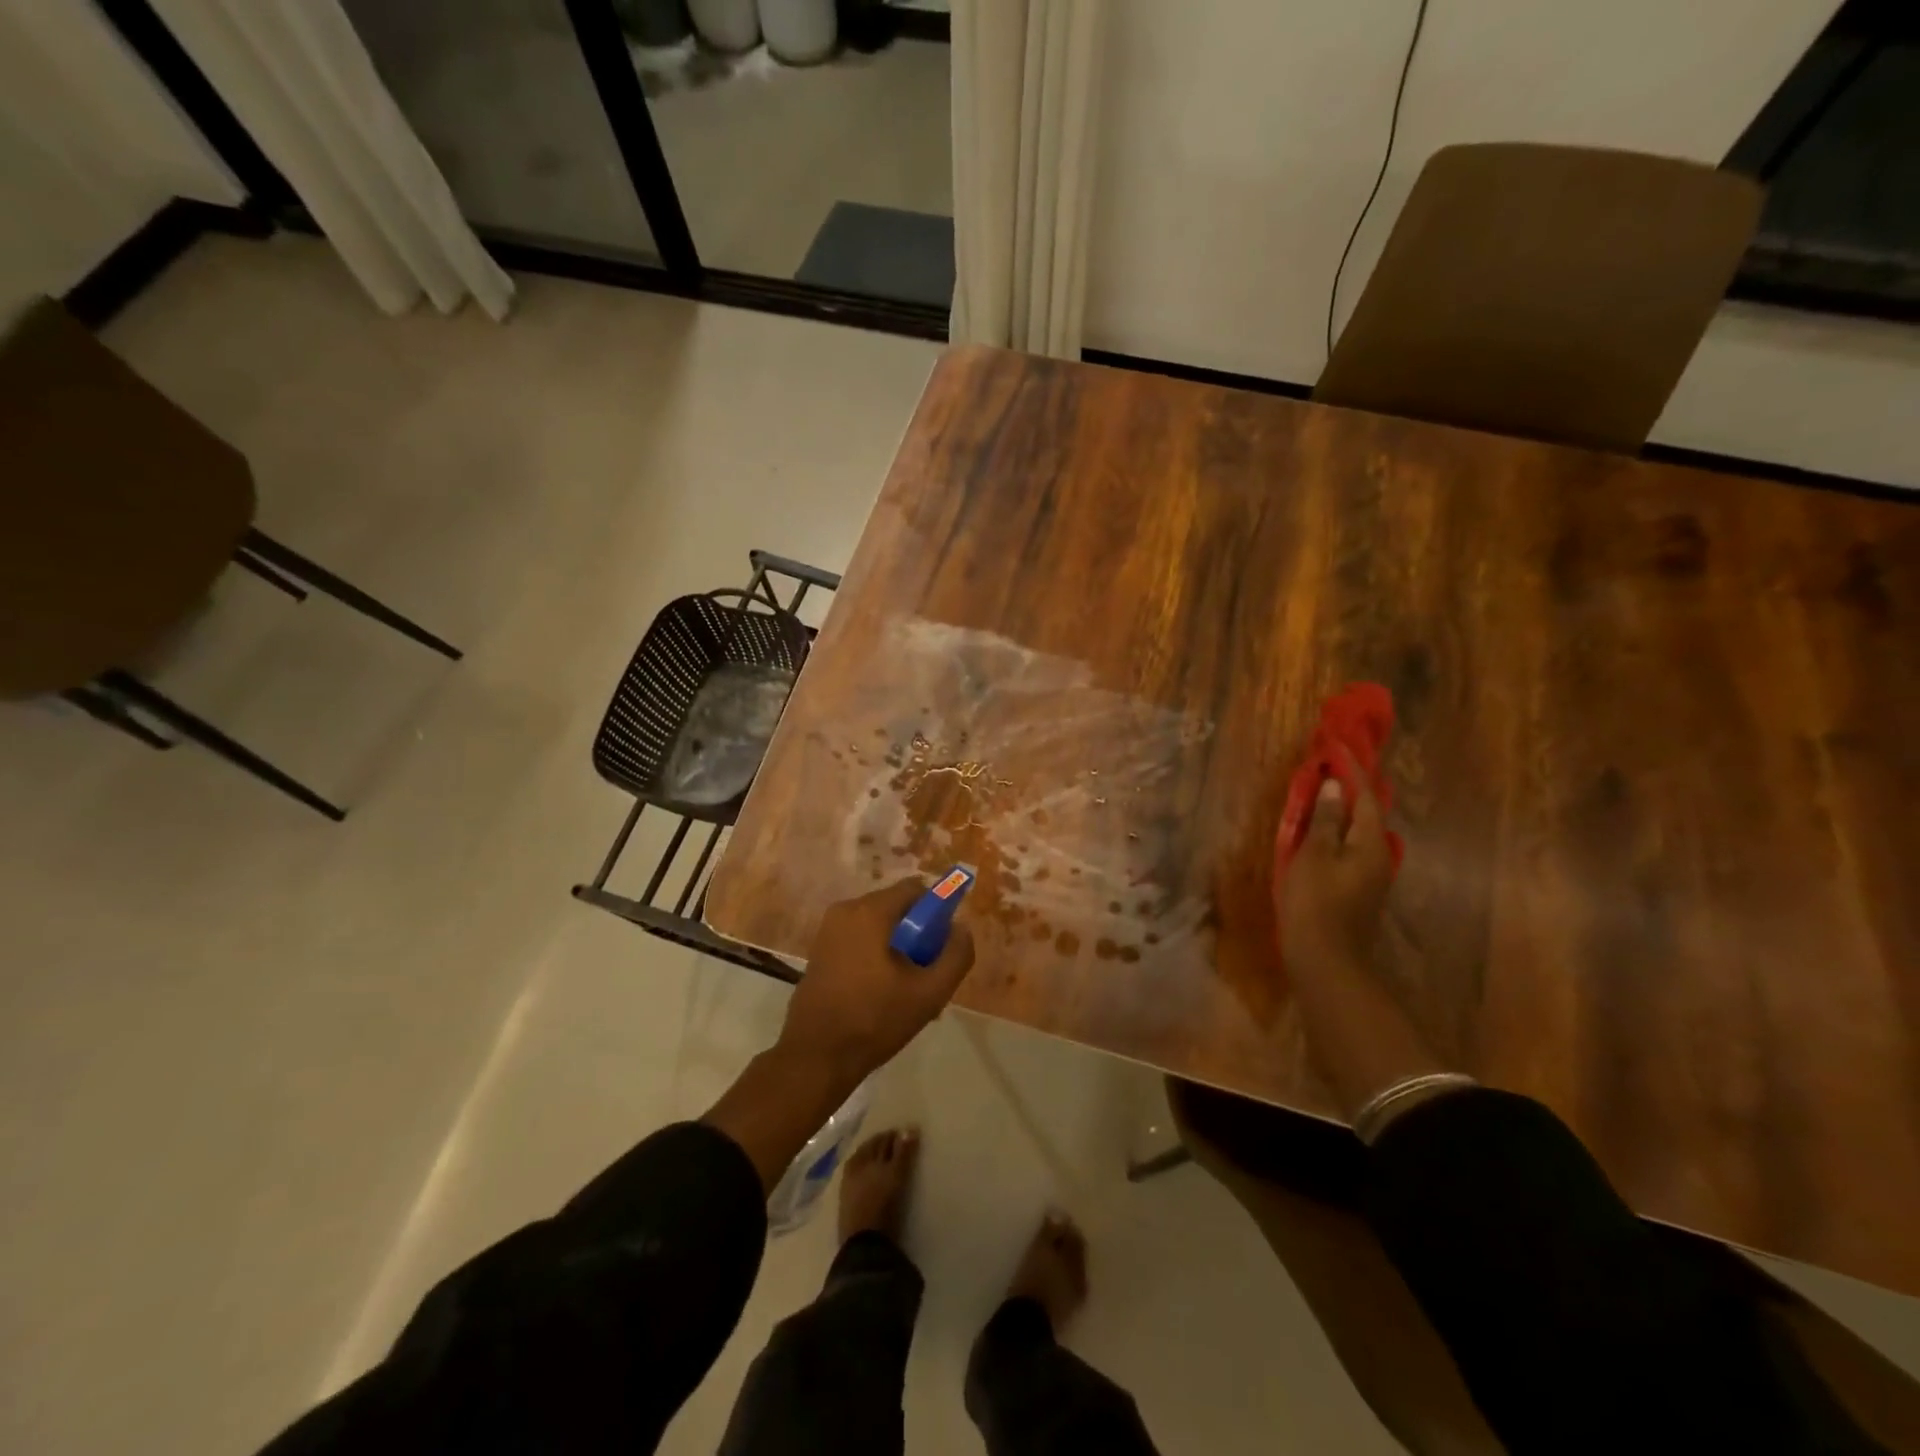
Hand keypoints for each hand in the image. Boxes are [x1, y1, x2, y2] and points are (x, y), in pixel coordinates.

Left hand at [776, 878, 975, 1086]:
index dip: (937, 911)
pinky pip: (859, 939)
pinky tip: (880, 992)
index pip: (915, 889)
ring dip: (897, 946)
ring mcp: (828, 930)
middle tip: (926, 971)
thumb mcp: (930, 992)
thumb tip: (961, 928)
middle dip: (917, 932)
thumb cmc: (875, 1020)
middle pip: (896, 906)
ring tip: (905, 988)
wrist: (816, 1057)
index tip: (941, 945)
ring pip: (878, 925)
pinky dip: (875, 954)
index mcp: (870, 911)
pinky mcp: (820, 950)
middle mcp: (846, 910)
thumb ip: (956, 955)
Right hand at [1279, 748, 1394, 979]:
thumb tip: (1335, 786)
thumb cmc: (1316, 904)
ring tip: (1322, 793)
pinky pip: (1351, 848)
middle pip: (1367, 813)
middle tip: (1330, 766)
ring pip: (1359, 832)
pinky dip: (1338, 831)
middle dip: (1350, 788)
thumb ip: (1325, 820)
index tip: (1337, 745)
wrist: (1327, 961)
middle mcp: (1379, 856)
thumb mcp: (1314, 856)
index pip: (1365, 796)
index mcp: (1371, 844)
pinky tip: (1321, 831)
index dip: (1351, 770)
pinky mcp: (1359, 890)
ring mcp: (1371, 876)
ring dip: (1343, 810)